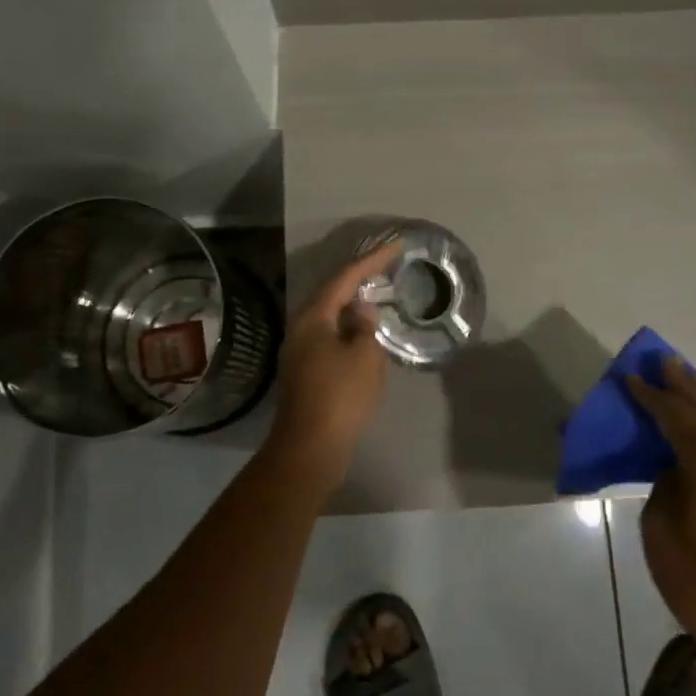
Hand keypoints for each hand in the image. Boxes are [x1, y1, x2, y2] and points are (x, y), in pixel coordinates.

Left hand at [266, 241, 400, 481]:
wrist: (310, 449)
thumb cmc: (340, 397)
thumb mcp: (364, 356)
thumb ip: (365, 326)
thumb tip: (361, 309)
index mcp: (313, 318)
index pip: (345, 278)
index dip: (372, 260)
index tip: (396, 246)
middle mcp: (301, 329)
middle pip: (331, 294)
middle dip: (359, 278)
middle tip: (386, 266)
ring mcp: (300, 352)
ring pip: (330, 317)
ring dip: (353, 304)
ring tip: (378, 294)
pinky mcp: (306, 372)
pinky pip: (330, 337)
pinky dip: (349, 328)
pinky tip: (364, 334)